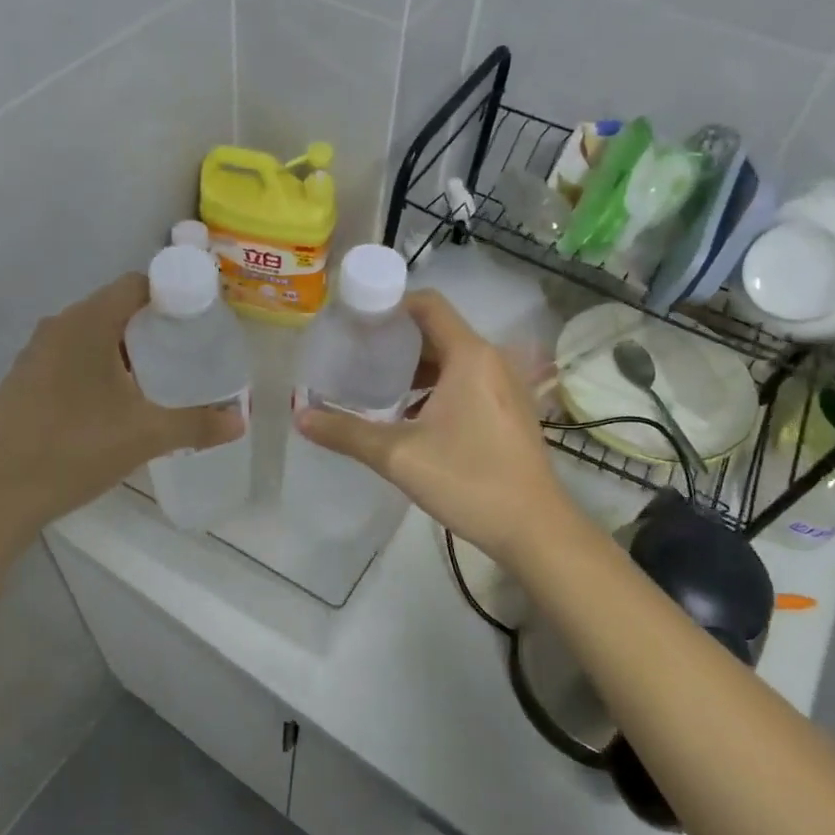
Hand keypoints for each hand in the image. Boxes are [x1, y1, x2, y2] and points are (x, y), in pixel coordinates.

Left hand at [0, 273, 243, 534]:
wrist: (3, 492)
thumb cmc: (78, 449)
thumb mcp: (147, 436)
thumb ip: (197, 424)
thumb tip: (240, 420)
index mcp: (87, 324)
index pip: (135, 285)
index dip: (170, 296)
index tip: (196, 321)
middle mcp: (57, 326)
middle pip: (113, 308)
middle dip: (150, 325)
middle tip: (182, 353)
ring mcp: (34, 352)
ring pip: (89, 333)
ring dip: (121, 347)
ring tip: (152, 378)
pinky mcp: (23, 378)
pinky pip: (69, 355)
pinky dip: (94, 365)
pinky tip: (109, 402)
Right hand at [297, 290, 575, 561]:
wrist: (535, 529)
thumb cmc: (468, 480)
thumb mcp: (398, 456)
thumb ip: (346, 433)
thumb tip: (300, 416)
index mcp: (469, 356)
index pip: (427, 305)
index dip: (389, 305)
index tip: (355, 321)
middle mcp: (491, 360)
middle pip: (437, 331)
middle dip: (396, 340)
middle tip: (356, 355)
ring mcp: (505, 386)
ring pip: (452, 359)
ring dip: (415, 367)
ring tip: (376, 385)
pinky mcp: (509, 410)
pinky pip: (467, 381)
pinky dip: (436, 386)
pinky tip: (410, 416)